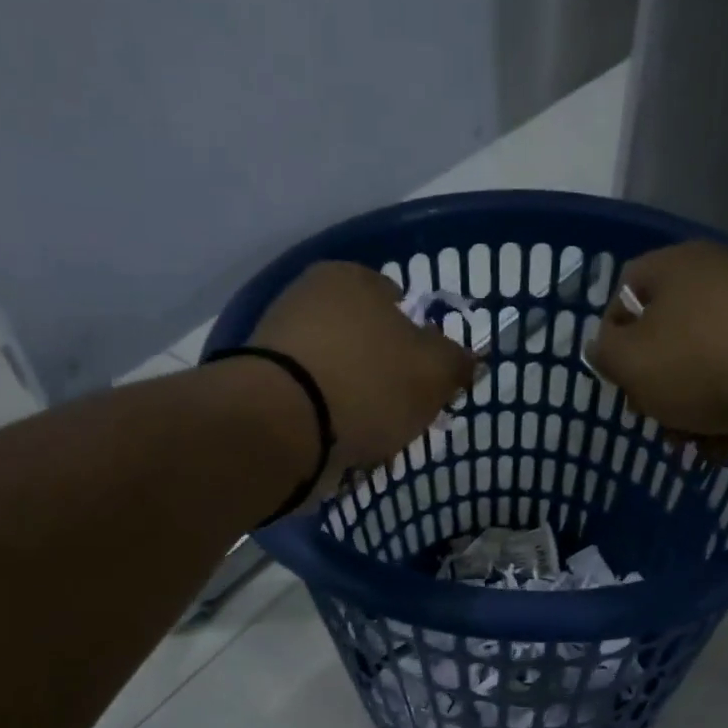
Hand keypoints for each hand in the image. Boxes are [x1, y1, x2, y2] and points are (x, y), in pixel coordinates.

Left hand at [251, 261, 475, 486]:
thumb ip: (457, 361)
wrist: (282, 428)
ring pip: (340, 377)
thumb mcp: (435, 370)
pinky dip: (331, 425)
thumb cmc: (367, 382)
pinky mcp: (261, 390)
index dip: (421, 340)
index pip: (398, 301)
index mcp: (350, 278)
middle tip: (406, 413)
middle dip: (388, 378)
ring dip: (359, 406)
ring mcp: (278, 345)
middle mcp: (307, 299)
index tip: (429, 377)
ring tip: (376, 440)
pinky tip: (344, 449)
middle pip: (367, 342)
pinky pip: (314, 406)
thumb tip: (466, 360)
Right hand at [589, 242, 727, 448]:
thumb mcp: (630, 363)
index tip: (617, 377)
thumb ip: (605, 354)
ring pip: (707, 362)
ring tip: (692, 444)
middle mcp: (723, 276)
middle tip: (654, 417)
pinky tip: (727, 445)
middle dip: (656, 383)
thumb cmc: (706, 366)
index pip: (627, 287)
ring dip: (690, 408)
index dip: (612, 333)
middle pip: (669, 332)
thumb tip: (605, 345)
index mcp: (678, 267)